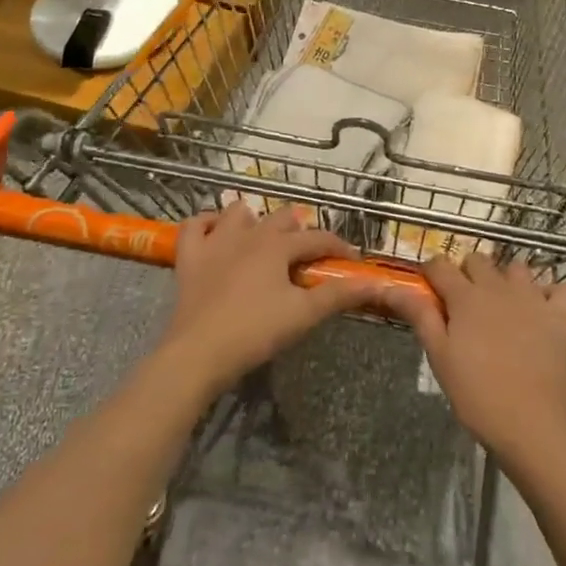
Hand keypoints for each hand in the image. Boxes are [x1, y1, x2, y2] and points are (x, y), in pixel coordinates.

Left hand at [158, 204, 388, 394]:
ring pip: (238, 212)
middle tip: (308, 256)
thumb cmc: (255, 331)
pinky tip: (216, 234)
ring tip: (263, 242)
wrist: (198, 353)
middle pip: (281, 217)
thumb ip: (340, 295)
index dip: (339, 248)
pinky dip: (206, 224)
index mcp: (277, 246)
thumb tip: (376, 282)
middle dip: (300, 230)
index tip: (352, 262)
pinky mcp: (189, 258)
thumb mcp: (304, 314)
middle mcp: (248, 234)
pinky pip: (194, 226)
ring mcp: (214, 242)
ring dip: (254, 220)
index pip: (317, 238)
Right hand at [386, 253, 565, 463]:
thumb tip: (392, 286)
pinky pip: (563, 289)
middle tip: (465, 305)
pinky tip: (544, 310)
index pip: (440, 265)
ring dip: (508, 280)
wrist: (530, 422)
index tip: (430, 290)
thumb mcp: (439, 356)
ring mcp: (534, 298)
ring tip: (504, 306)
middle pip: (478, 260)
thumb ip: (419, 315)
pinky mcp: (561, 315)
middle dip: (468, 274)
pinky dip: (554, 294)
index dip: (432, 273)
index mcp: (465, 297)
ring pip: (517, 268)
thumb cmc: (476, 393)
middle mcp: (499, 287)